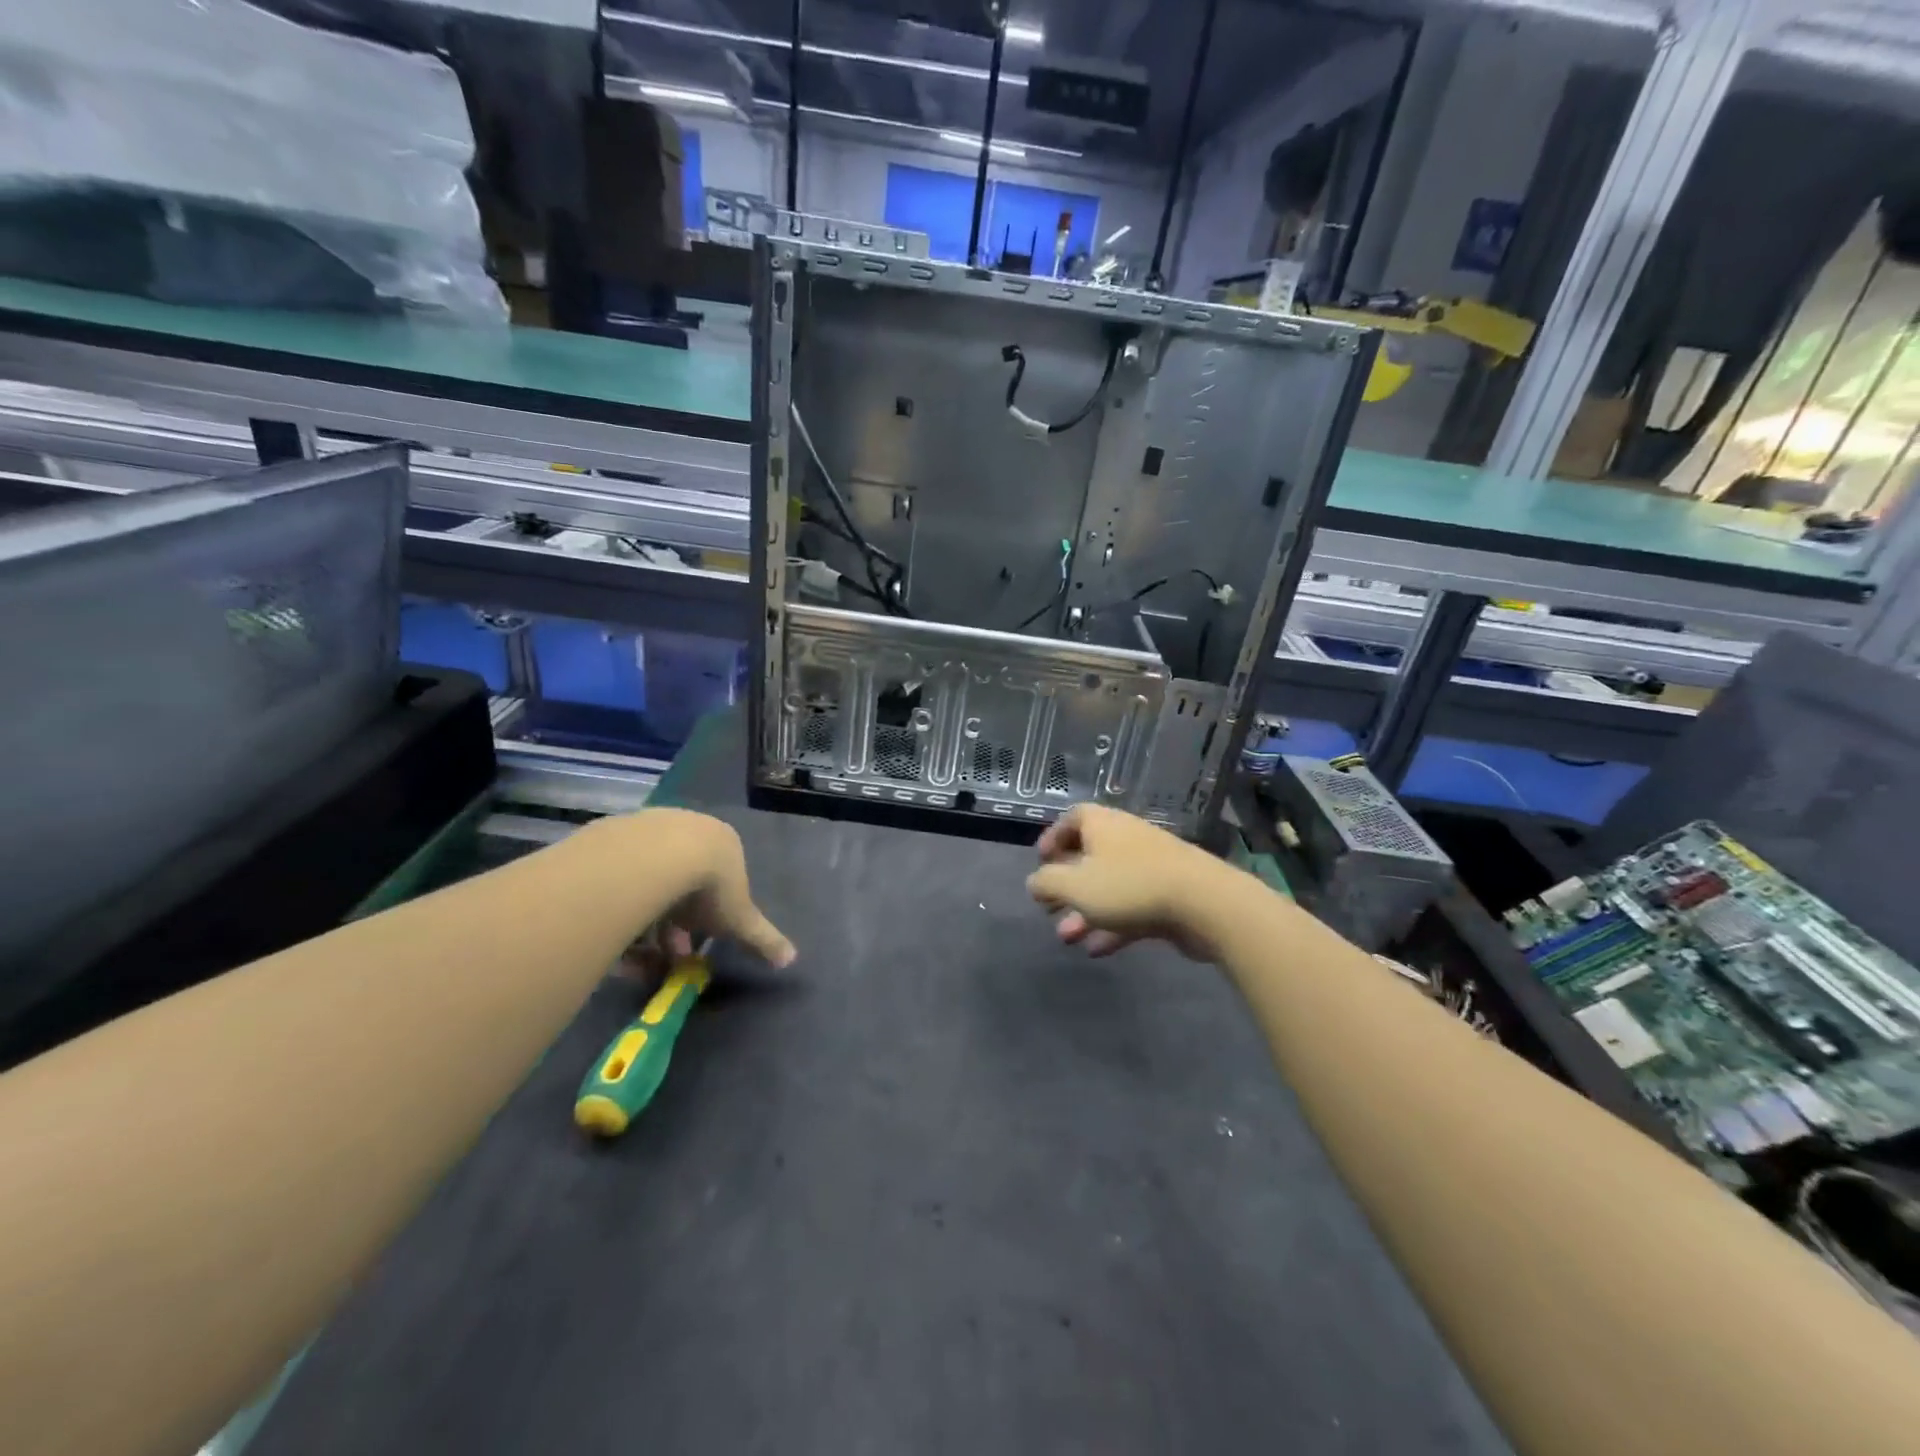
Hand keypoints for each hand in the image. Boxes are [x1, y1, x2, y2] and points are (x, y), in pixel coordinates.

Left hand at [626, 809, 796, 968]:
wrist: (657, 857)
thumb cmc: (709, 887)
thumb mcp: (740, 920)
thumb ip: (763, 939)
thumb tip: (791, 959)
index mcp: (724, 843)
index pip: (721, 880)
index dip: (711, 917)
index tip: (697, 944)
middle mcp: (691, 828)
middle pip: (684, 880)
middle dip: (676, 922)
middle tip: (665, 953)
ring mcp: (653, 826)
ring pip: (650, 878)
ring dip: (645, 916)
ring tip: (632, 952)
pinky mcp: (617, 833)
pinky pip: (619, 876)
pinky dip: (619, 905)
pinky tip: (613, 928)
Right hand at [1026, 803, 1244, 960]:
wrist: (1204, 903)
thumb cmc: (1129, 886)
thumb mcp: (1074, 885)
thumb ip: (1046, 883)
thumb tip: (1035, 882)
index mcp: (1102, 824)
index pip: (1073, 818)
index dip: (1054, 837)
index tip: (1041, 861)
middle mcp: (1125, 838)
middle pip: (1089, 856)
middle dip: (1066, 885)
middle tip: (1049, 908)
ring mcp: (1150, 867)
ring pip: (1109, 887)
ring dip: (1086, 912)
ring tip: (1068, 938)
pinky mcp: (1168, 895)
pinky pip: (1132, 907)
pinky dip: (1113, 926)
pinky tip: (1097, 950)